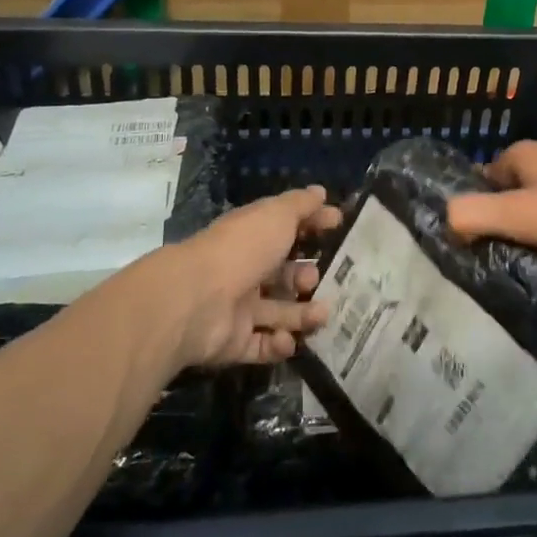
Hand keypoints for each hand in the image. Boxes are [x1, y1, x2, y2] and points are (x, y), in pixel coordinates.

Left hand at [159, 187, 339, 369]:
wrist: (197, 299)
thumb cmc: (243, 249)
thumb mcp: (277, 215)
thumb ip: (301, 205)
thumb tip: (321, 192)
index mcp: (252, 237)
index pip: (286, 228)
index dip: (312, 225)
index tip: (339, 224)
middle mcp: (245, 270)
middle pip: (282, 275)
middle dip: (306, 277)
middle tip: (318, 279)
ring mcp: (239, 308)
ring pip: (279, 312)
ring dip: (303, 314)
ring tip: (321, 314)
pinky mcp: (234, 342)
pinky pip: (263, 345)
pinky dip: (279, 344)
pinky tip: (288, 338)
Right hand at [445, 142, 536, 261]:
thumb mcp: (521, 214)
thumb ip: (475, 215)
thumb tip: (444, 222)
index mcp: (520, 156)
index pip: (477, 184)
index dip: (468, 213)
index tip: (461, 248)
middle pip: (505, 199)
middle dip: (497, 229)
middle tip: (487, 266)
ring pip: (533, 213)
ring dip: (526, 239)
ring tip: (516, 273)